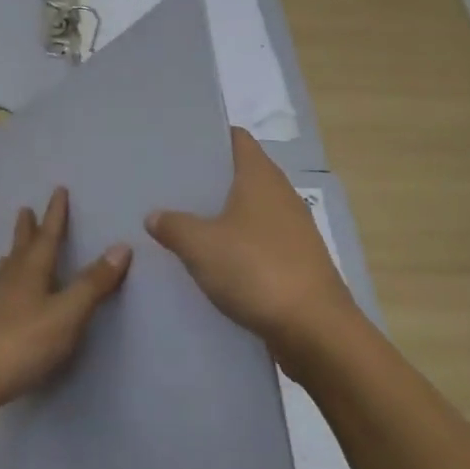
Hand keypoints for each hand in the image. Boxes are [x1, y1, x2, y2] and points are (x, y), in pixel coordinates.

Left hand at [0, 187, 131, 418]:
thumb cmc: (21, 342)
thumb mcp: (66, 313)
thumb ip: (93, 284)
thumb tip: (121, 246)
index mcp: (33, 273)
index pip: (48, 237)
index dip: (55, 215)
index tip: (58, 190)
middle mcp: (13, 284)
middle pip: (22, 250)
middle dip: (27, 230)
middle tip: (24, 210)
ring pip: (7, 274)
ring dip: (13, 257)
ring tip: (10, 250)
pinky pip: (1, 297)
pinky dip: (6, 288)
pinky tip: (3, 300)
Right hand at [146, 128, 359, 371]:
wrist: (314, 330)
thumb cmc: (256, 270)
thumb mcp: (201, 246)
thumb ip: (174, 226)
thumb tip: (155, 215)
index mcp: (260, 176)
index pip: (237, 138)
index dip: (211, 137)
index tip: (181, 145)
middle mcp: (281, 195)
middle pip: (242, 174)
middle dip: (211, 180)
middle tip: (172, 187)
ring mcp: (293, 230)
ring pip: (251, 212)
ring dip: (223, 217)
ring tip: (185, 224)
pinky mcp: (297, 262)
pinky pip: (260, 243)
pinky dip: (238, 247)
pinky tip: (213, 263)